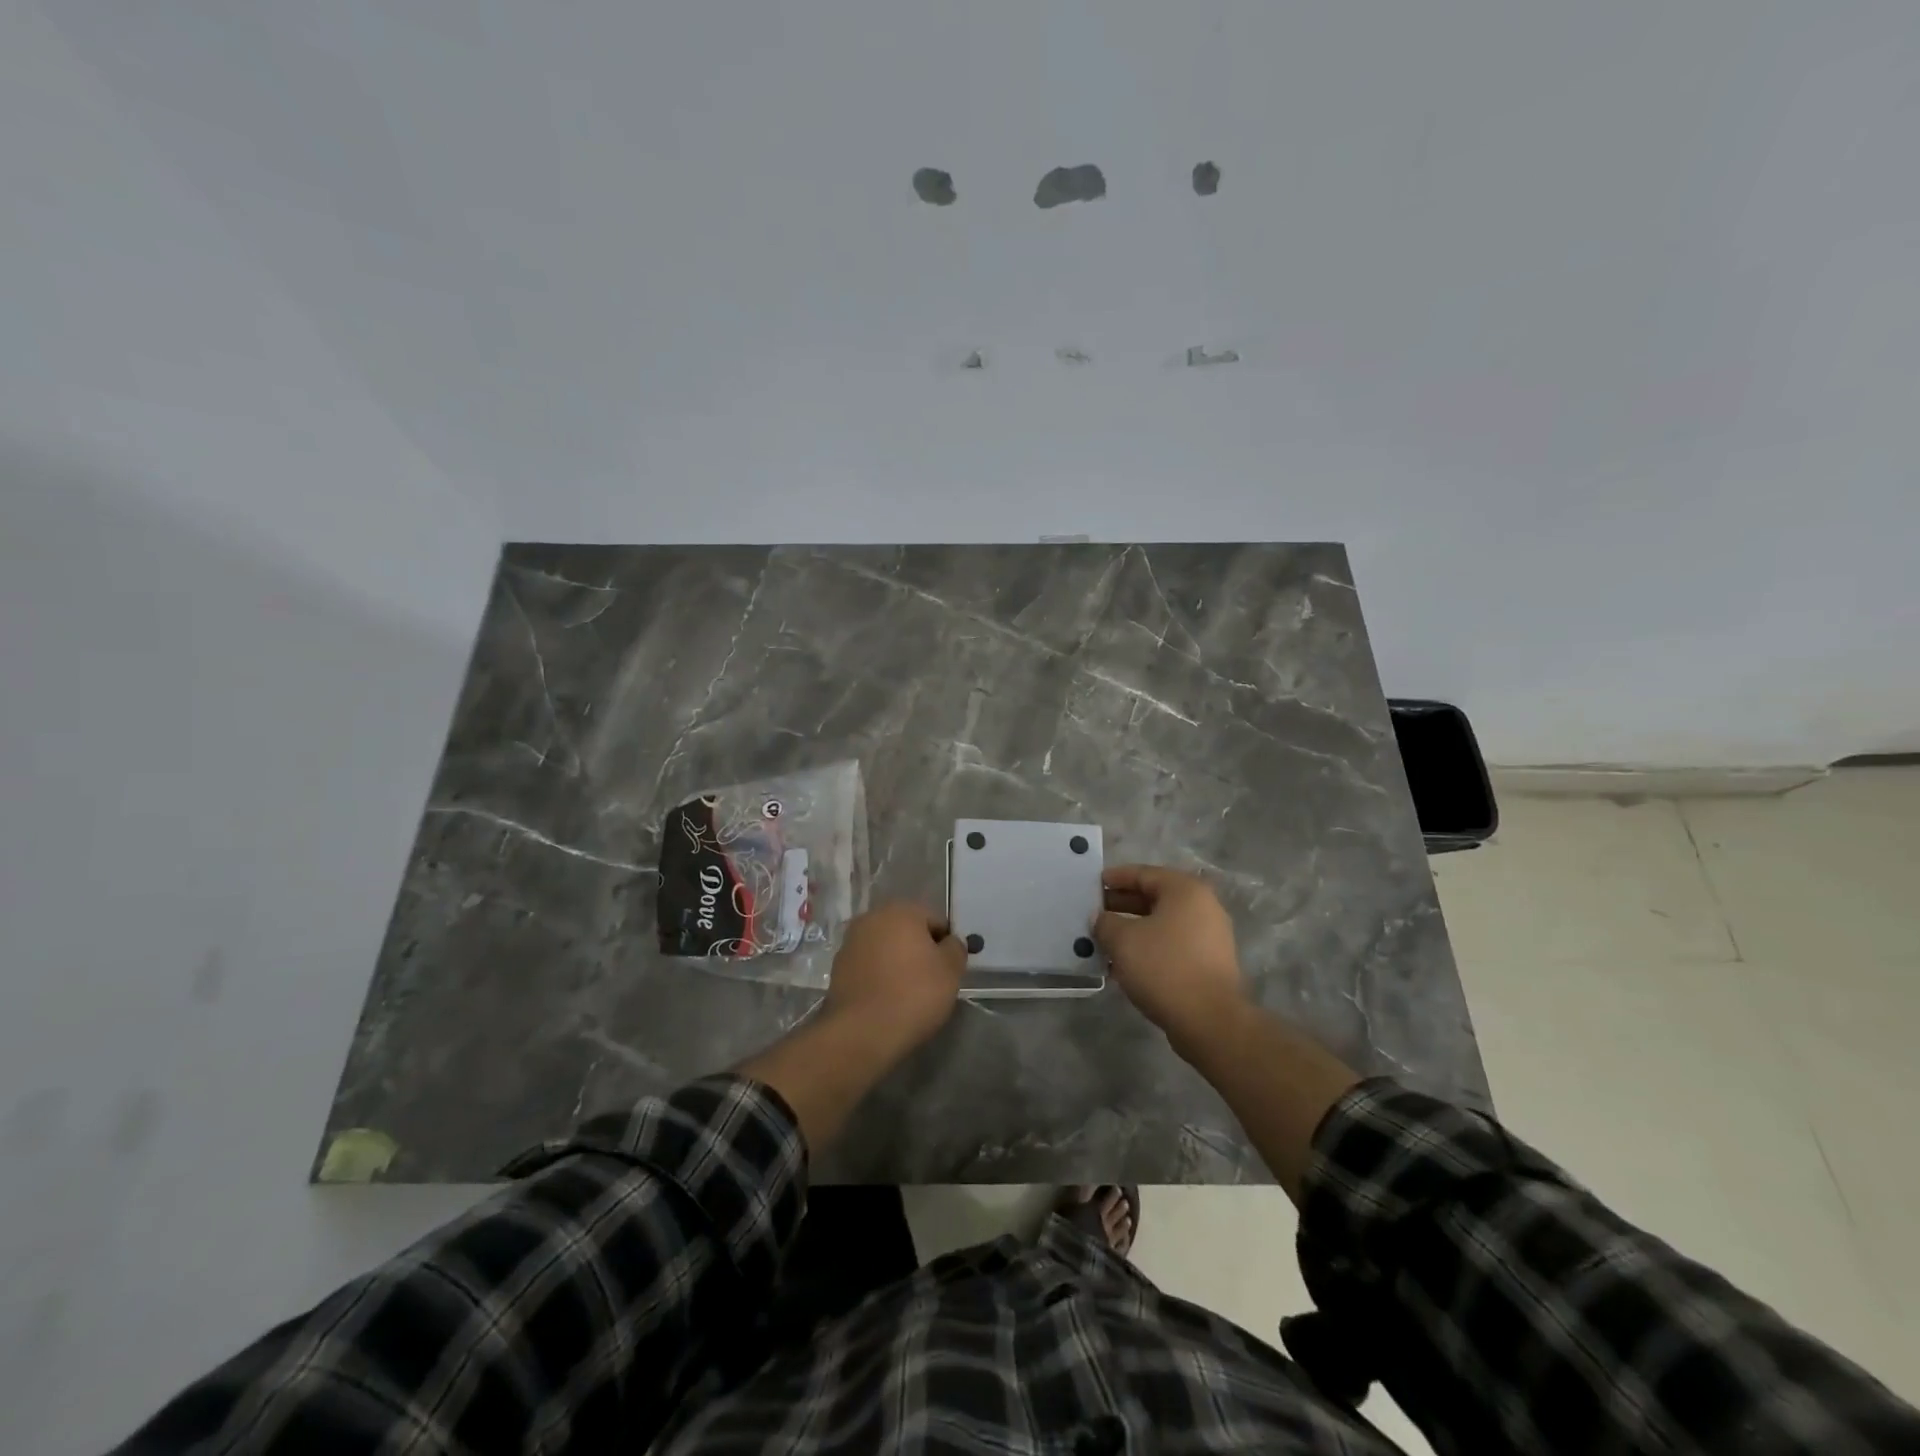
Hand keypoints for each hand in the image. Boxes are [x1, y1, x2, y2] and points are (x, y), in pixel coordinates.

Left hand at [823, 901, 967, 1056]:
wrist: (862, 1032)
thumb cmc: (914, 994)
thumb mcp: (951, 970)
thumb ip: (955, 948)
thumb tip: (949, 943)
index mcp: (901, 911)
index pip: (935, 921)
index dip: (945, 945)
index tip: (948, 970)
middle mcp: (872, 918)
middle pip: (906, 931)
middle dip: (919, 950)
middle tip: (930, 981)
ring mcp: (850, 942)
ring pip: (885, 948)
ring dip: (897, 962)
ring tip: (907, 993)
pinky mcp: (837, 968)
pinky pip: (868, 966)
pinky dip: (878, 976)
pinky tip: (886, 999)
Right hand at [1094, 865, 1247, 1055]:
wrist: (1209, 1021)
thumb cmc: (1164, 967)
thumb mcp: (1123, 940)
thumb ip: (1105, 922)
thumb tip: (1100, 918)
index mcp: (1185, 890)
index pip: (1143, 873)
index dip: (1115, 878)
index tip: (1093, 886)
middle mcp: (1203, 906)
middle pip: (1154, 897)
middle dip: (1122, 905)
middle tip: (1095, 913)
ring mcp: (1210, 936)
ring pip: (1162, 924)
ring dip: (1133, 929)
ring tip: (1105, 940)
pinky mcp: (1209, 963)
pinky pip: (1172, 945)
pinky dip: (1149, 947)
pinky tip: (1125, 963)